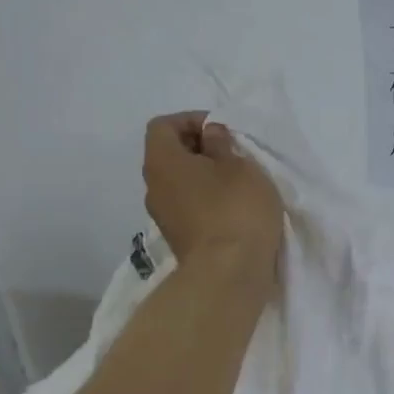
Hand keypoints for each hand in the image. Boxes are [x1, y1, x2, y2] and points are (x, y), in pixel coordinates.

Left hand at [142, 112, 282, 276]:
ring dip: (204, 176)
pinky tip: (233, 208)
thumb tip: (210, 134)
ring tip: (236, 181)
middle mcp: (153, 187)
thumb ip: (222, 144)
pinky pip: (188, 206)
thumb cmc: (236, 208)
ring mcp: (163, 216)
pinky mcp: (178, 238)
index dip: (191, 120)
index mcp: (162, 161)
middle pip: (169, 154)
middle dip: (199, 148)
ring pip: (179, 182)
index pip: (163, 126)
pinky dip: (206, 199)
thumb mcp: (240, 165)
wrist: (229, 273)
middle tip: (233, 153)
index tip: (222, 130)